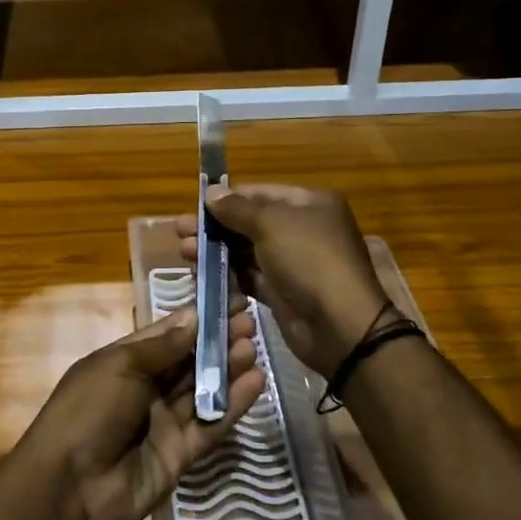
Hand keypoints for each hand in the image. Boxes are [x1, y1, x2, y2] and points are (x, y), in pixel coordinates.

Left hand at [17, 306, 265, 519]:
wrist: (70, 486)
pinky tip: (255, 382)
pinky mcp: (181, 453)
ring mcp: (165, 421)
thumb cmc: (89, 409)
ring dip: (228, 368)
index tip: (229, 299)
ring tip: (254, 346)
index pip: (169, 332)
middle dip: (218, 340)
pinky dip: (233, 405)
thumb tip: (195, 316)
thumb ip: (163, 346)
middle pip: (189, 360)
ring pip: (203, 389)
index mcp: (126, 361)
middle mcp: (148, 387)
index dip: (198, 317)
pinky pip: (211, 425)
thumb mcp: (121, 366)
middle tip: (250, 322)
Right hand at [179, 183, 390, 379]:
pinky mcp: (283, 293)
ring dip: (216, 250)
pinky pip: (250, 277)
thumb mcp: (271, 224)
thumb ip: (237, 208)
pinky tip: (202, 275)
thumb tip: (210, 192)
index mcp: (309, 204)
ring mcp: (293, 263)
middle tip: (181, 232)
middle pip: (250, 222)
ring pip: (246, 251)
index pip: (260, 193)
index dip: (227, 198)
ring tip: (185, 253)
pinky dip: (228, 275)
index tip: (195, 206)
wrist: (340, 326)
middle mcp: (302, 229)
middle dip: (216, 226)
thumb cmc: (309, 260)